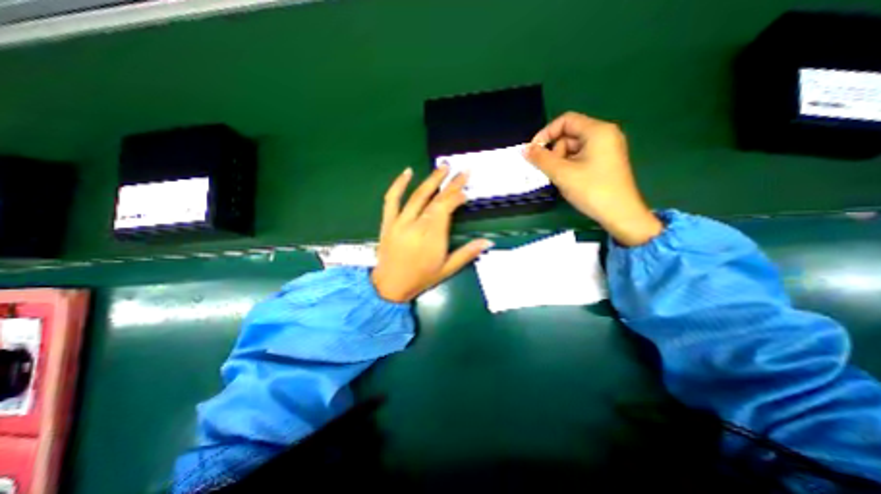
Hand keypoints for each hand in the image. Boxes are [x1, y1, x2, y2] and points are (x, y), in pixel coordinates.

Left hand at [369, 165, 494, 300]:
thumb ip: (467, 253)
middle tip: (462, 170)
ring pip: (418, 196)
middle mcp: (417, 225)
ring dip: (431, 180)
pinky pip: (391, 199)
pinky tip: (408, 171)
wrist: (389, 286)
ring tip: (443, 166)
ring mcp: (400, 222)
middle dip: (451, 184)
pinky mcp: (388, 222)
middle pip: (436, 200)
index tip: (466, 192)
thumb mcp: (447, 269)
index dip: (457, 197)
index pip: (446, 209)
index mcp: (432, 237)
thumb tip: (488, 242)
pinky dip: (399, 184)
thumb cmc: (421, 278)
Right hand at [522, 111, 660, 246]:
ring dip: (561, 161)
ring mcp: (607, 149)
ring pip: (573, 148)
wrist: (620, 214)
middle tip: (550, 170)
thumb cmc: (592, 190)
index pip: (566, 121)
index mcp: (597, 131)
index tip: (534, 151)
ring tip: (561, 178)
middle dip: (555, 151)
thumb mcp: (562, 173)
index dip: (546, 133)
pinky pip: (581, 157)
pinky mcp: (605, 162)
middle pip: (569, 135)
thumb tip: (525, 149)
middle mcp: (604, 135)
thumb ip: (541, 159)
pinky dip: (570, 166)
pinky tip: (568, 180)